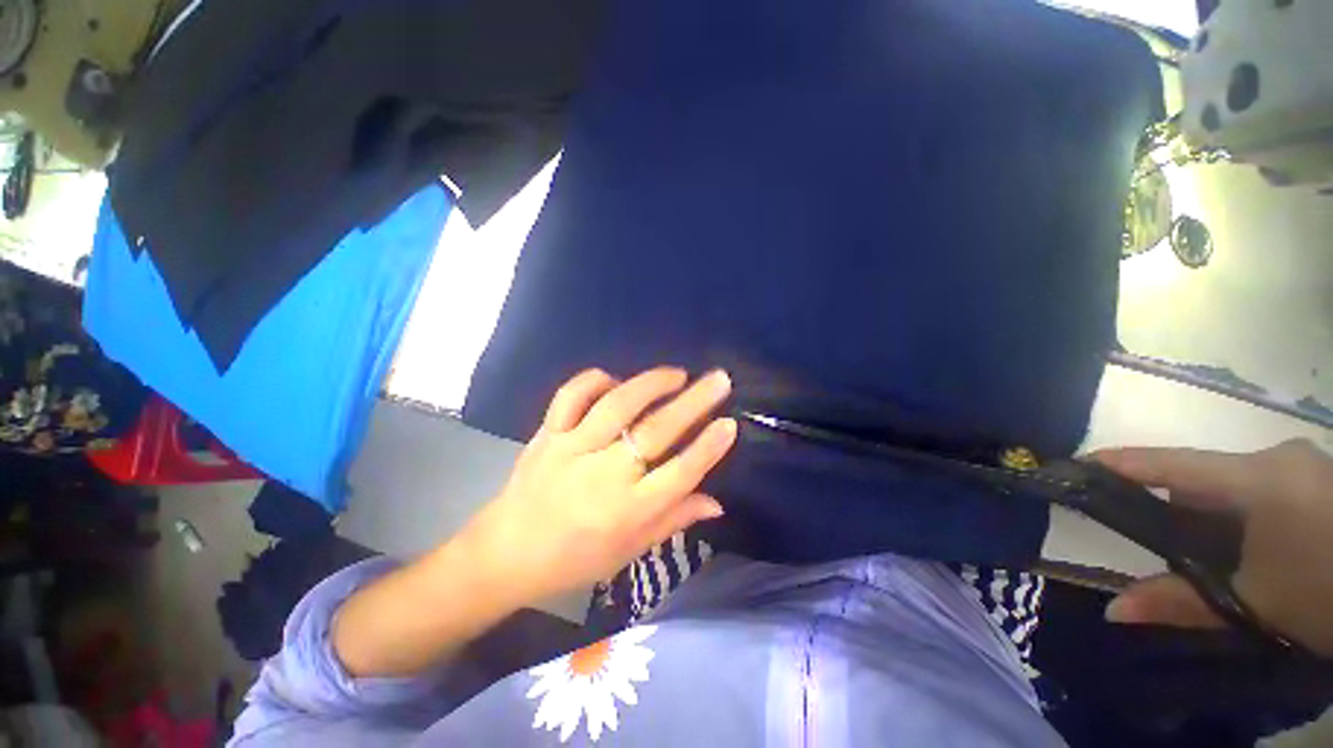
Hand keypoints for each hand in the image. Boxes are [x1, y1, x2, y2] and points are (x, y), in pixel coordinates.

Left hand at [459, 367, 737, 605]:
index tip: (729, 423)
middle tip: (719, 380)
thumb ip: (673, 520)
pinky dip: (595, 381)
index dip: (708, 447)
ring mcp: (571, 449)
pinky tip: (615, 379)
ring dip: (651, 384)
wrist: (505, 554)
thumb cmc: (574, 560)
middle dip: (694, 403)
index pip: (679, 474)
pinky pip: (571, 396)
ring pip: (617, 406)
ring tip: (677, 374)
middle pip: (656, 432)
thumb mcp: (629, 551)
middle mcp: (603, 476)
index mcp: (627, 512)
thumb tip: (717, 502)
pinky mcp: (547, 434)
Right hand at [1095, 439, 1332, 656]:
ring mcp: (1304, 466)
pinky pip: (1263, 489)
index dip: (1123, 463)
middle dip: (1178, 509)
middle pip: (1205, 478)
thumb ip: (1183, 602)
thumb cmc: (1326, 593)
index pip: (1173, 464)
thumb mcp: (1255, 605)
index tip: (1077, 464)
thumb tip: (1113, 610)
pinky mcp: (1321, 479)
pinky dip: (1243, 517)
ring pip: (1236, 485)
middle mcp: (1278, 458)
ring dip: (1214, 518)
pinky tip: (1254, 550)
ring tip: (1217, 559)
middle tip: (1162, 546)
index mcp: (1259, 477)